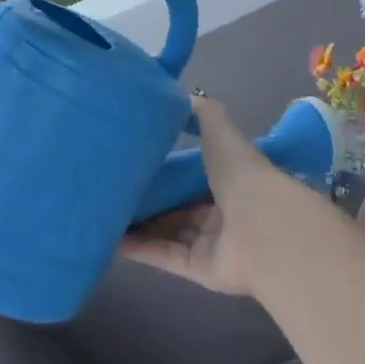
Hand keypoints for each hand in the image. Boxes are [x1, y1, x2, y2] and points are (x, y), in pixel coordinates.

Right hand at [118, 94, 280, 295]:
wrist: (261, 228)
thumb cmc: (241, 174)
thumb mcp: (220, 133)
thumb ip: (204, 115)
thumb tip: (187, 95)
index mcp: (229, 176)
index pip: (195, 172)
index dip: (170, 166)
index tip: (136, 155)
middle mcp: (220, 209)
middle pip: (179, 204)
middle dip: (152, 196)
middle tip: (114, 185)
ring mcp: (210, 241)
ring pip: (168, 231)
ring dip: (140, 223)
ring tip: (103, 211)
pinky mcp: (198, 268)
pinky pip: (164, 256)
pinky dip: (139, 249)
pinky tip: (111, 239)